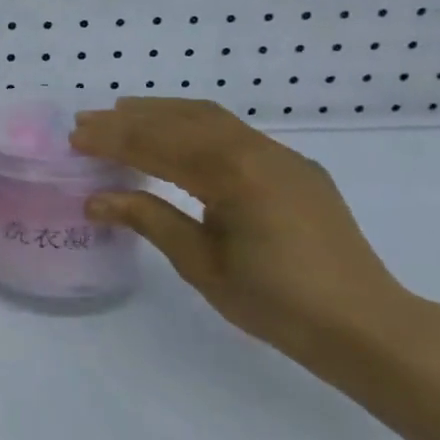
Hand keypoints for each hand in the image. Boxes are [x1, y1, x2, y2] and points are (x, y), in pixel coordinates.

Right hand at [70, 98, 416, 368]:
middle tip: (87, 121)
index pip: (159, 146)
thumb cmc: (277, 303)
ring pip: (210, 118)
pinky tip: (177, 138)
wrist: (365, 326)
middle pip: (181, 121)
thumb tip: (96, 199)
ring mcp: (281, 156)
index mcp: (234, 176)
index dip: (113, 140)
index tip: (75, 137)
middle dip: (130, 119)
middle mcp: (258, 152)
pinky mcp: (294, 168)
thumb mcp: (203, 265)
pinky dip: (195, 126)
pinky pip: (235, 133)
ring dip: (162, 113)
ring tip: (123, 114)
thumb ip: (150, 221)